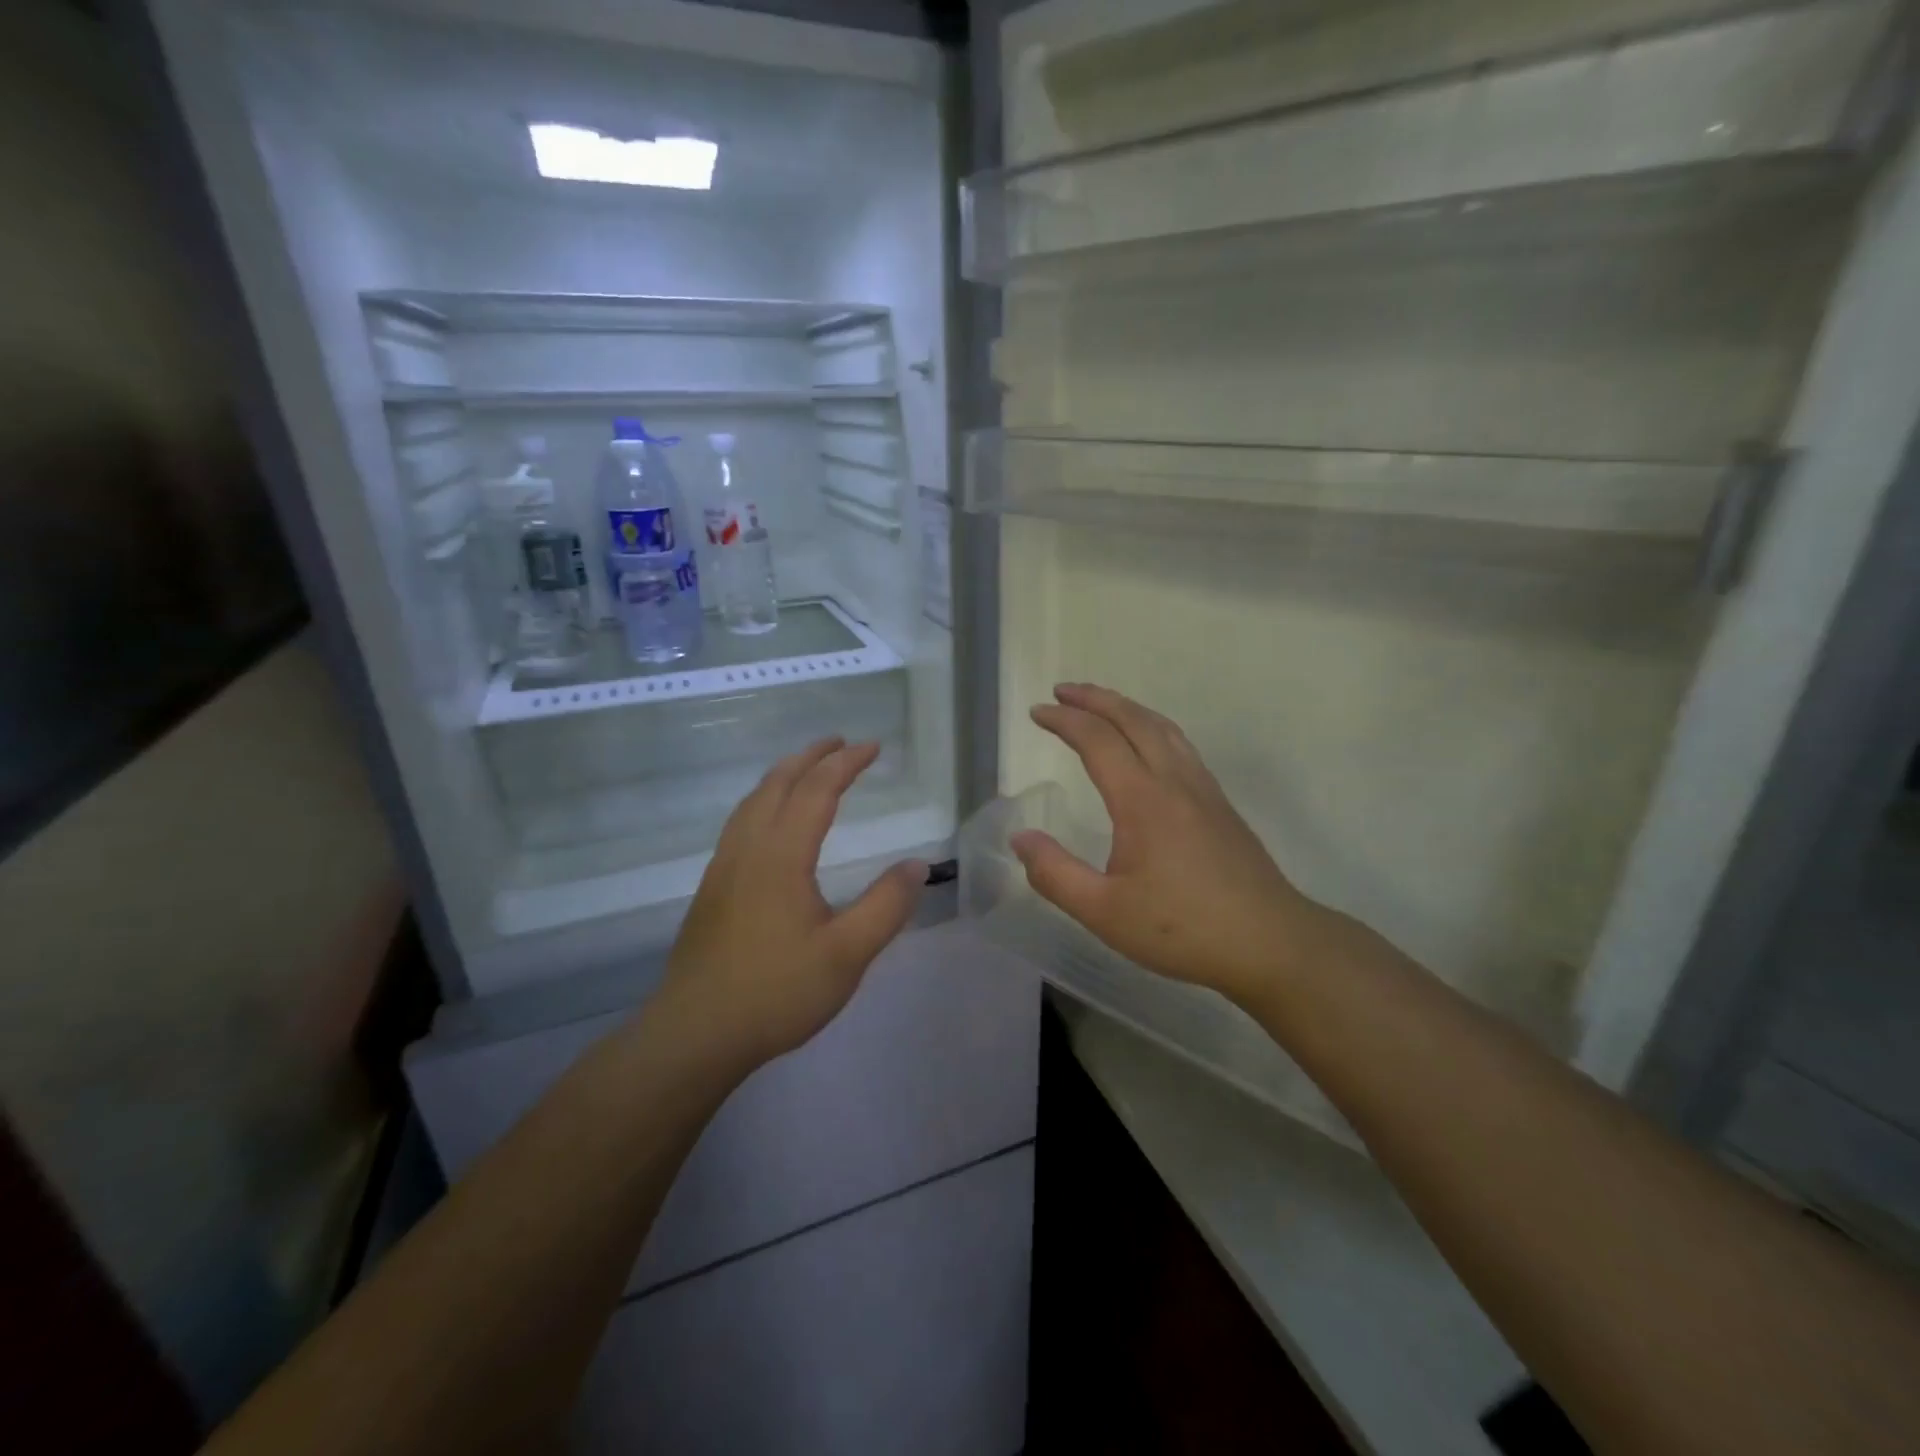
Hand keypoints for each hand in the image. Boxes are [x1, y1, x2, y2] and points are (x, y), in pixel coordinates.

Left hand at [660, 738, 925, 1067]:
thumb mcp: (847, 954)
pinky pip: (740, 822)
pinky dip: (763, 800)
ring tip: (807, 769)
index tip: (873, 747)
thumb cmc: (776, 993)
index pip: (817, 790)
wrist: (695, 1034)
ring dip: (783, 775)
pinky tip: (770, 822)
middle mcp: (748, 849)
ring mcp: (723, 868)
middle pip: (777, 784)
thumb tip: (917, 864)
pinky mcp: (711, 889)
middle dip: (811, 757)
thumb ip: (885, 906)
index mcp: (781, 855)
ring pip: (752, 801)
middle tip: (840, 743)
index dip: (846, 763)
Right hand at [1013, 684, 1333, 1005]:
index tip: (1037, 712)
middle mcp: (1174, 781)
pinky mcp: (1220, 804)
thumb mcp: (1103, 912)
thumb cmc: (1182, 929)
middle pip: (1134, 720)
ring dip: (1127, 708)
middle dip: (1095, 699)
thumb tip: (1020, 838)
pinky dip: (1153, 727)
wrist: (1270, 943)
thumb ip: (1055, 874)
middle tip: (1062, 690)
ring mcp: (1203, 789)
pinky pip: (1181, 745)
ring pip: (1163, 728)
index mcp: (1142, 800)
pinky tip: (1149, 744)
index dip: (1065, 720)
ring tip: (1101, 704)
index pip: (1098, 740)